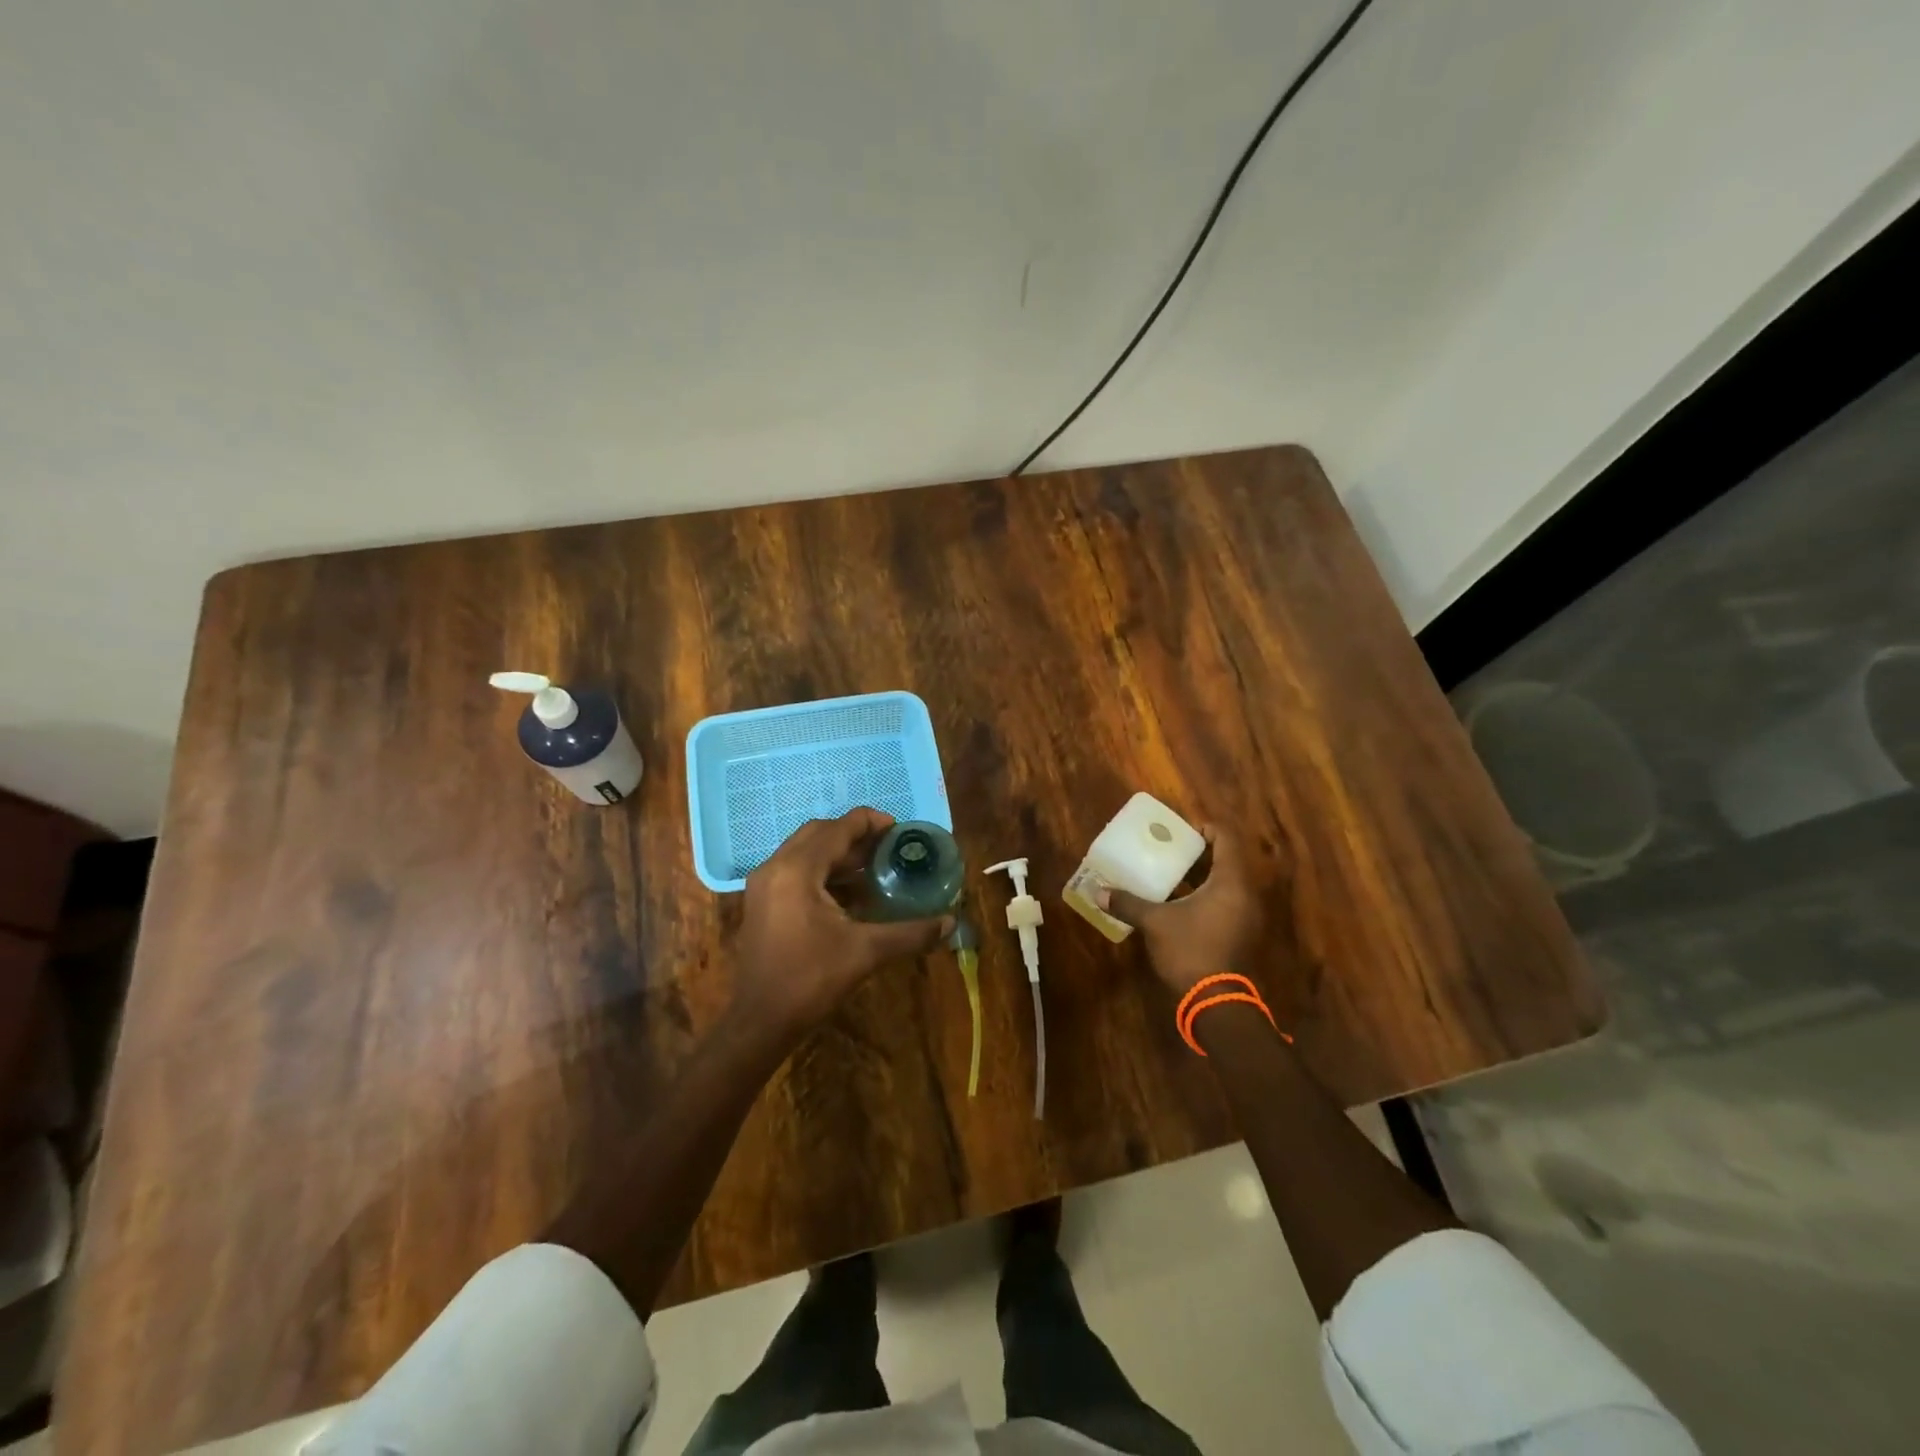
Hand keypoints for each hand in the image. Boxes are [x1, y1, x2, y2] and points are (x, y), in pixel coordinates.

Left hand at [734, 808, 951, 1039]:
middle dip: (855, 835)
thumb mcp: (866, 952)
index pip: (838, 828)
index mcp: (797, 870)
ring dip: (838, 853)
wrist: (760, 1022)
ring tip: (874, 867)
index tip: (899, 830)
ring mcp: (763, 884)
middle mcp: (775, 867)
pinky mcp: (761, 902)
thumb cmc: (810, 980)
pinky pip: (795, 869)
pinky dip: (822, 870)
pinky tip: (849, 893)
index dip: (871, 823)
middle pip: (819, 833)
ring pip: (805, 851)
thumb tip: (950, 923)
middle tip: (888, 847)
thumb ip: (911, 933)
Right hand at [1105, 826, 1265, 995]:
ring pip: (1226, 883)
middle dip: (1199, 853)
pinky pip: (1225, 902)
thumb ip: (1128, 903)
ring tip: (1170, 873)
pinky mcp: (1240, 933)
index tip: (1181, 831)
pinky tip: (1178, 902)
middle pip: (1227, 860)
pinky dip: (1205, 895)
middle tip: (1170, 850)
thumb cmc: (1190, 950)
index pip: (1226, 839)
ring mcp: (1246, 916)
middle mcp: (1245, 894)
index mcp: (1231, 882)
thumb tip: (1098, 892)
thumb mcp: (1155, 922)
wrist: (1214, 1001)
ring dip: (1201, 876)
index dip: (1206, 829)